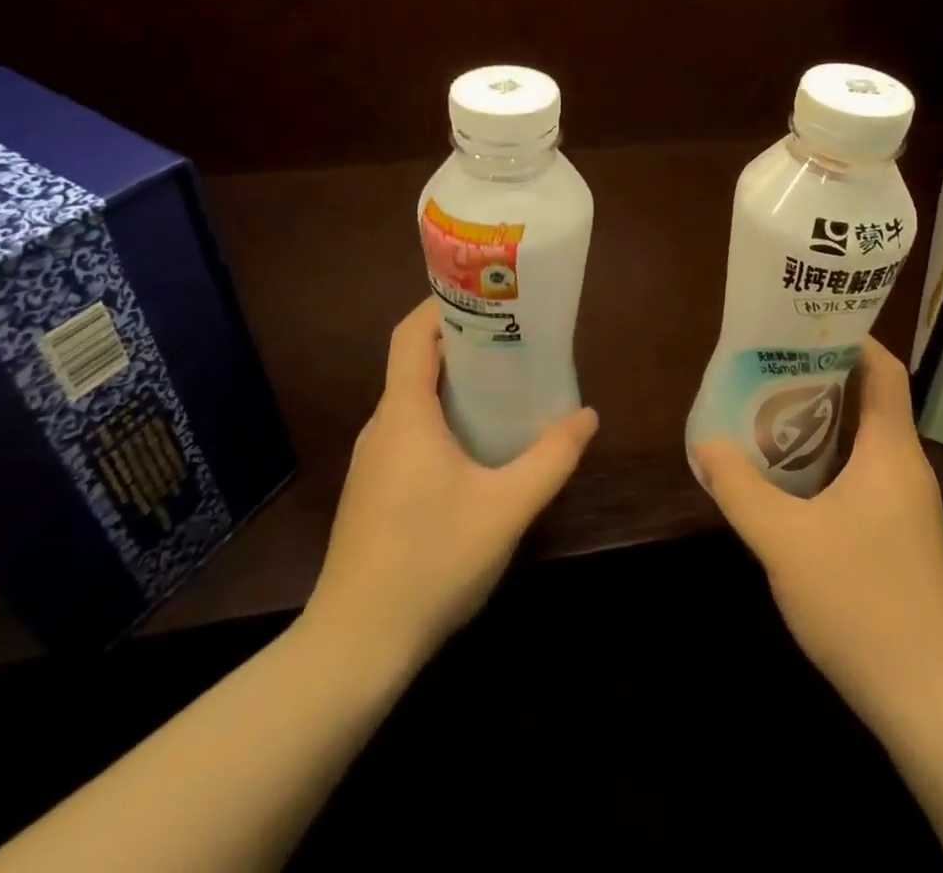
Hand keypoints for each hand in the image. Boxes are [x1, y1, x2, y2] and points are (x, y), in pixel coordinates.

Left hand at [303, 299, 598, 664]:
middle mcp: (382, 427)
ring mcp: (374, 461)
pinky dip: (444, 417)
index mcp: (405, 414)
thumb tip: (587, 416)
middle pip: (415, 362)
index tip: (486, 295)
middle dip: (463, 342)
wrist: (355, 647)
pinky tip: (478, 444)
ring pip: (413, 400)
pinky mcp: (374, 490)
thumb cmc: (431, 561)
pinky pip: (410, 431)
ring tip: (506, 383)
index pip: (411, 334)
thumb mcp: (507, 507)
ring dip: (455, 383)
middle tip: (515, 337)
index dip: (442, 304)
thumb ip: (552, 458)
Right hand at [694, 339, 942, 726]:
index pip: (885, 370)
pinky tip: (795, 483)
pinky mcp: (904, 538)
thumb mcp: (784, 541)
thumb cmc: (861, 602)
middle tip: (770, 369)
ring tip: (772, 415)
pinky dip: (833, 462)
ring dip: (825, 423)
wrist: (932, 700)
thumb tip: (707, 445)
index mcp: (891, 451)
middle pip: (873, 400)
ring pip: (868, 442)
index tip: (804, 327)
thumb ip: (740, 489)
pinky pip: (868, 476)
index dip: (852, 339)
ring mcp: (910, 506)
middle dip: (824, 378)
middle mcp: (907, 467)